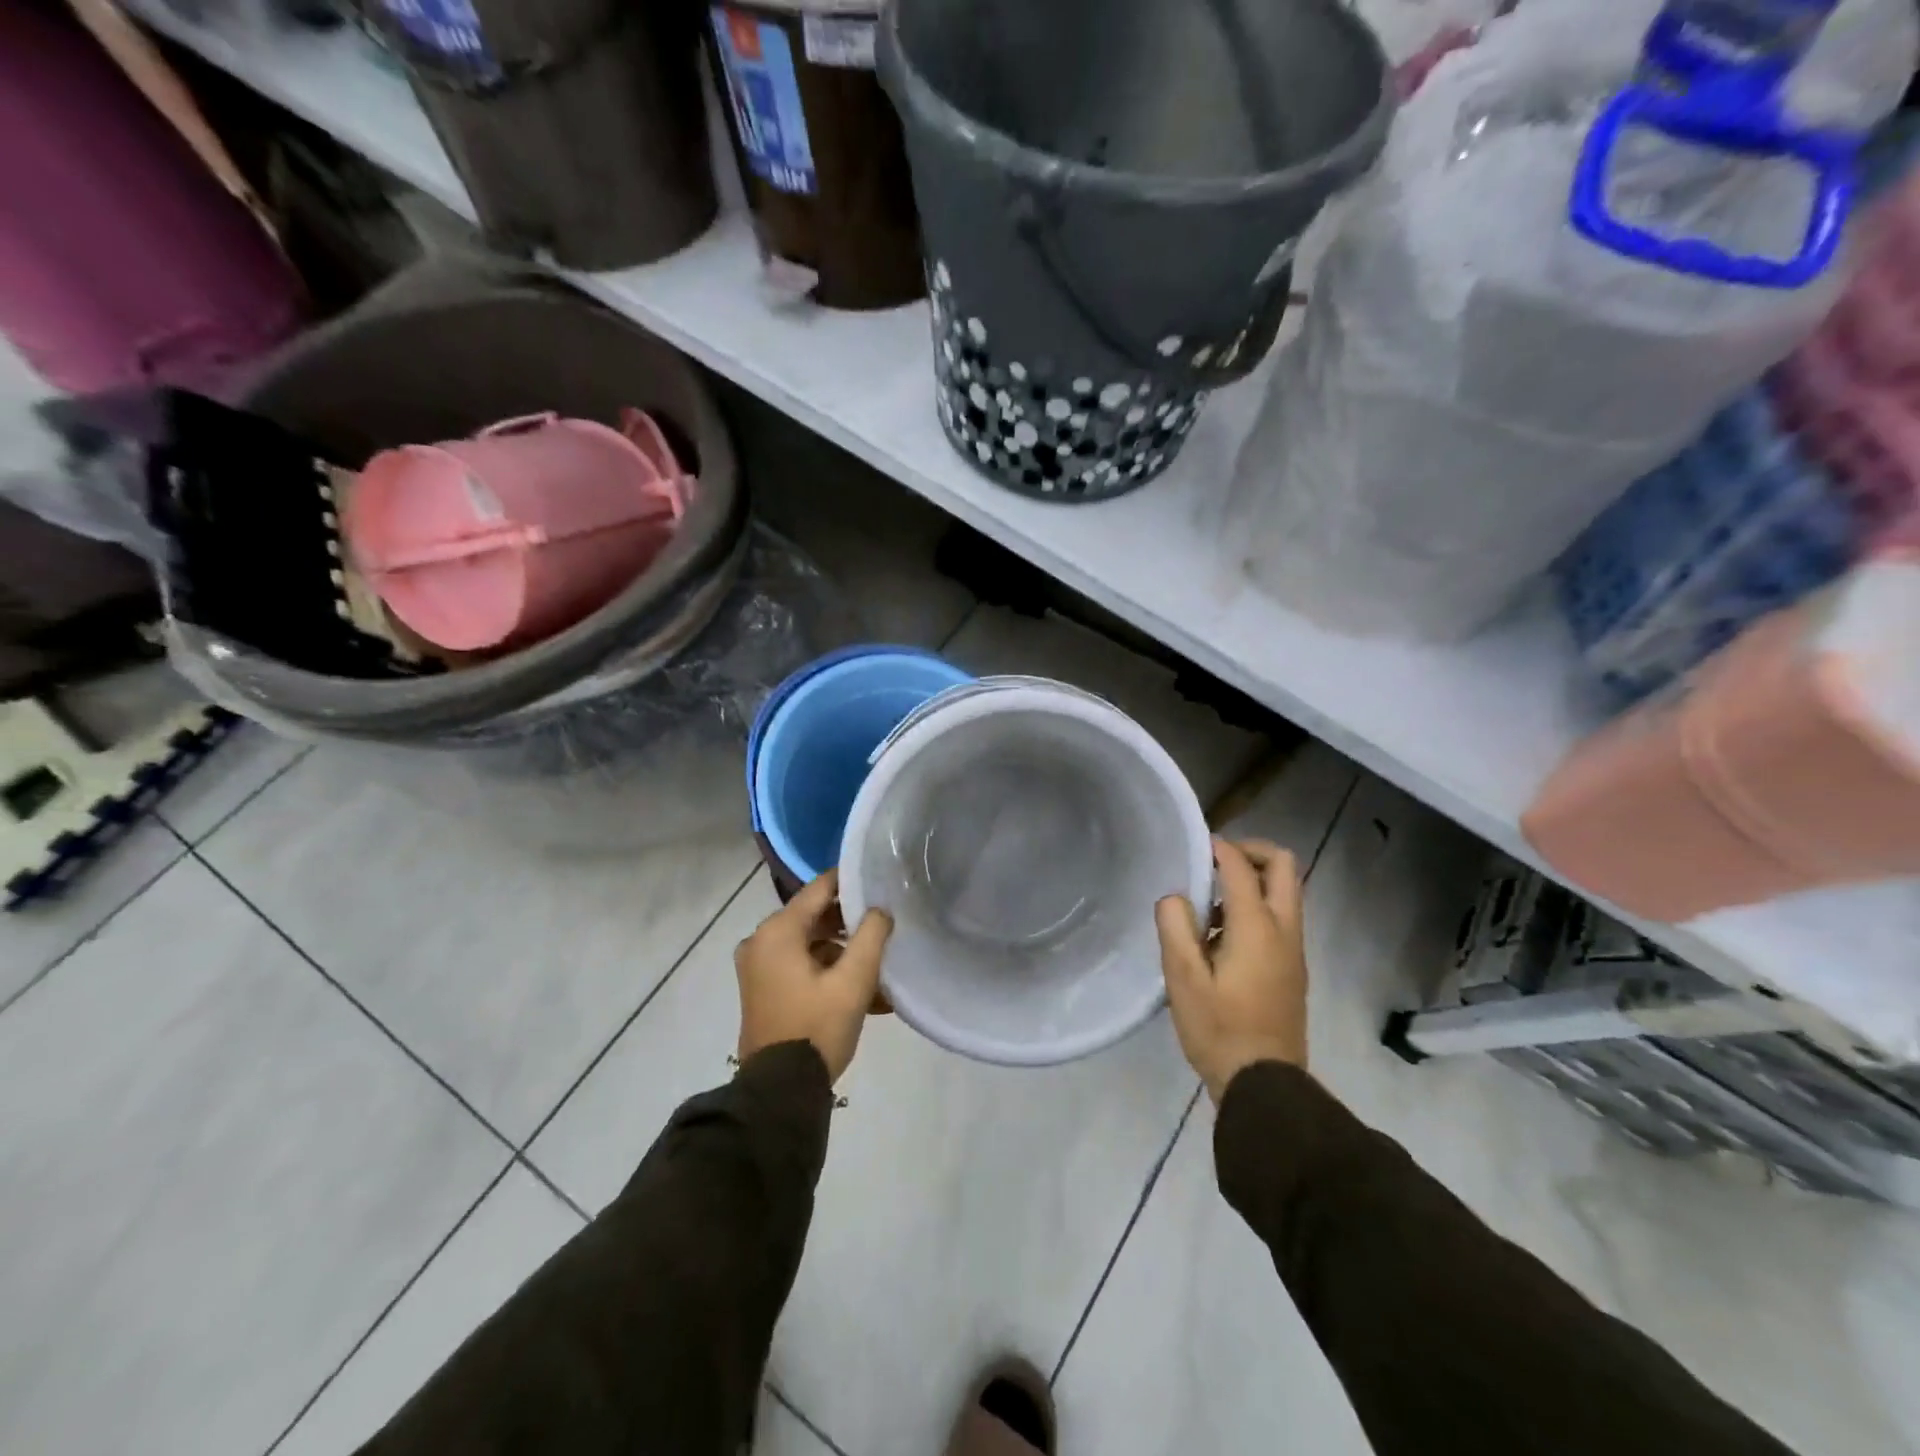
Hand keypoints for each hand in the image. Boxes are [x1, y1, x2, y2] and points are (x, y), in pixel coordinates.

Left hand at [736, 871, 892, 1083]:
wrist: (779, 1092)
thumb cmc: (817, 1028)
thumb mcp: (854, 981)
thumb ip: (871, 936)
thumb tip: (879, 910)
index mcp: (778, 931)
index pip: (820, 888)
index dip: (851, 881)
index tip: (881, 882)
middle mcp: (760, 940)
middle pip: (813, 916)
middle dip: (849, 922)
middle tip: (884, 928)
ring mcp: (757, 966)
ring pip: (808, 942)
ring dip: (841, 951)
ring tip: (876, 966)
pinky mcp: (761, 988)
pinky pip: (798, 964)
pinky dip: (825, 969)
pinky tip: (858, 988)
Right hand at [1155, 838, 1308, 1103]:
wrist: (1264, 1083)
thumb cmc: (1219, 1028)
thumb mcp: (1183, 978)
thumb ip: (1175, 927)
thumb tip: (1175, 898)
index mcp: (1257, 927)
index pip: (1241, 867)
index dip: (1218, 848)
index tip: (1194, 847)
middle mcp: (1284, 929)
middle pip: (1283, 866)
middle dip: (1251, 852)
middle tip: (1216, 861)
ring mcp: (1294, 950)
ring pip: (1286, 892)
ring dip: (1254, 880)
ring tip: (1211, 903)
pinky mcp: (1293, 967)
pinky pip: (1282, 917)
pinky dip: (1258, 906)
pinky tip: (1222, 936)